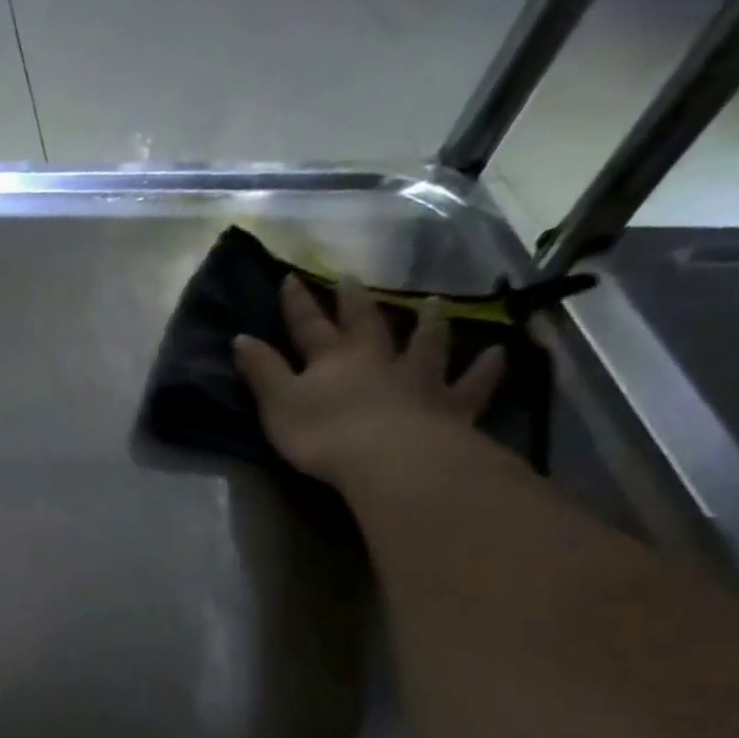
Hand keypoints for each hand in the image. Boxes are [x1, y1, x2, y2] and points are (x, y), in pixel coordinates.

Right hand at [233, 276, 505, 487]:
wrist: (390, 458)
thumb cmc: (324, 433)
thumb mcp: (278, 403)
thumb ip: (261, 371)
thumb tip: (241, 337)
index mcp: (331, 360)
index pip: (308, 326)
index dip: (298, 304)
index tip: (291, 279)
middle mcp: (376, 359)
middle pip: (366, 323)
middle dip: (355, 302)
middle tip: (354, 278)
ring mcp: (418, 379)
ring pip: (426, 343)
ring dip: (428, 323)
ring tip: (434, 304)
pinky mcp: (450, 406)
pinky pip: (472, 383)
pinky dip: (484, 368)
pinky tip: (497, 354)